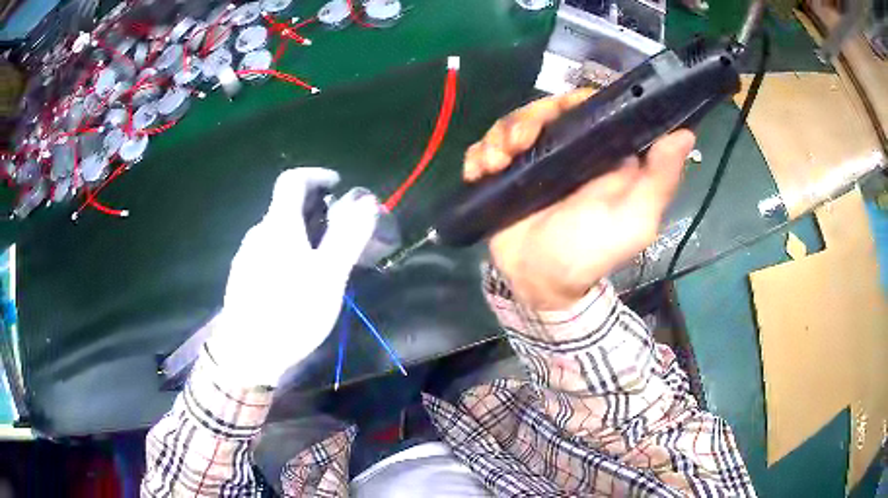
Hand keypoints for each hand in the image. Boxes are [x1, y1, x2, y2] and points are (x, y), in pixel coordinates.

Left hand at [209, 168, 378, 386]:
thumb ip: (348, 236)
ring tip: (321, 262)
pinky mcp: (242, 276)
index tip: (337, 185)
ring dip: (301, 234)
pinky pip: (268, 252)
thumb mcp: (328, 276)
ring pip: (277, 232)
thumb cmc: (291, 312)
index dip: (316, 175)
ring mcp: (246, 255)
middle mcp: (258, 233)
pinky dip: (287, 252)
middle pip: (285, 207)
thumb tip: (367, 202)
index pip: (292, 180)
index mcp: (278, 225)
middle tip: (338, 234)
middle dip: (314, 210)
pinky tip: (296, 282)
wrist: (247, 353)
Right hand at [464, 89, 694, 309]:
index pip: (588, 107)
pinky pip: (487, 146)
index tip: (557, 112)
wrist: (539, 283)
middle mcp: (569, 148)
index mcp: (602, 151)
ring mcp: (534, 159)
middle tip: (514, 146)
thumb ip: (660, 179)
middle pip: (544, 109)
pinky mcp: (507, 171)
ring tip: (493, 164)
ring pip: (512, 123)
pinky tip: (477, 171)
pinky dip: (478, 153)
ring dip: (498, 138)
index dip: (573, 101)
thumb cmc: (591, 252)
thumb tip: (685, 133)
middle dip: (524, 121)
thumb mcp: (635, 219)